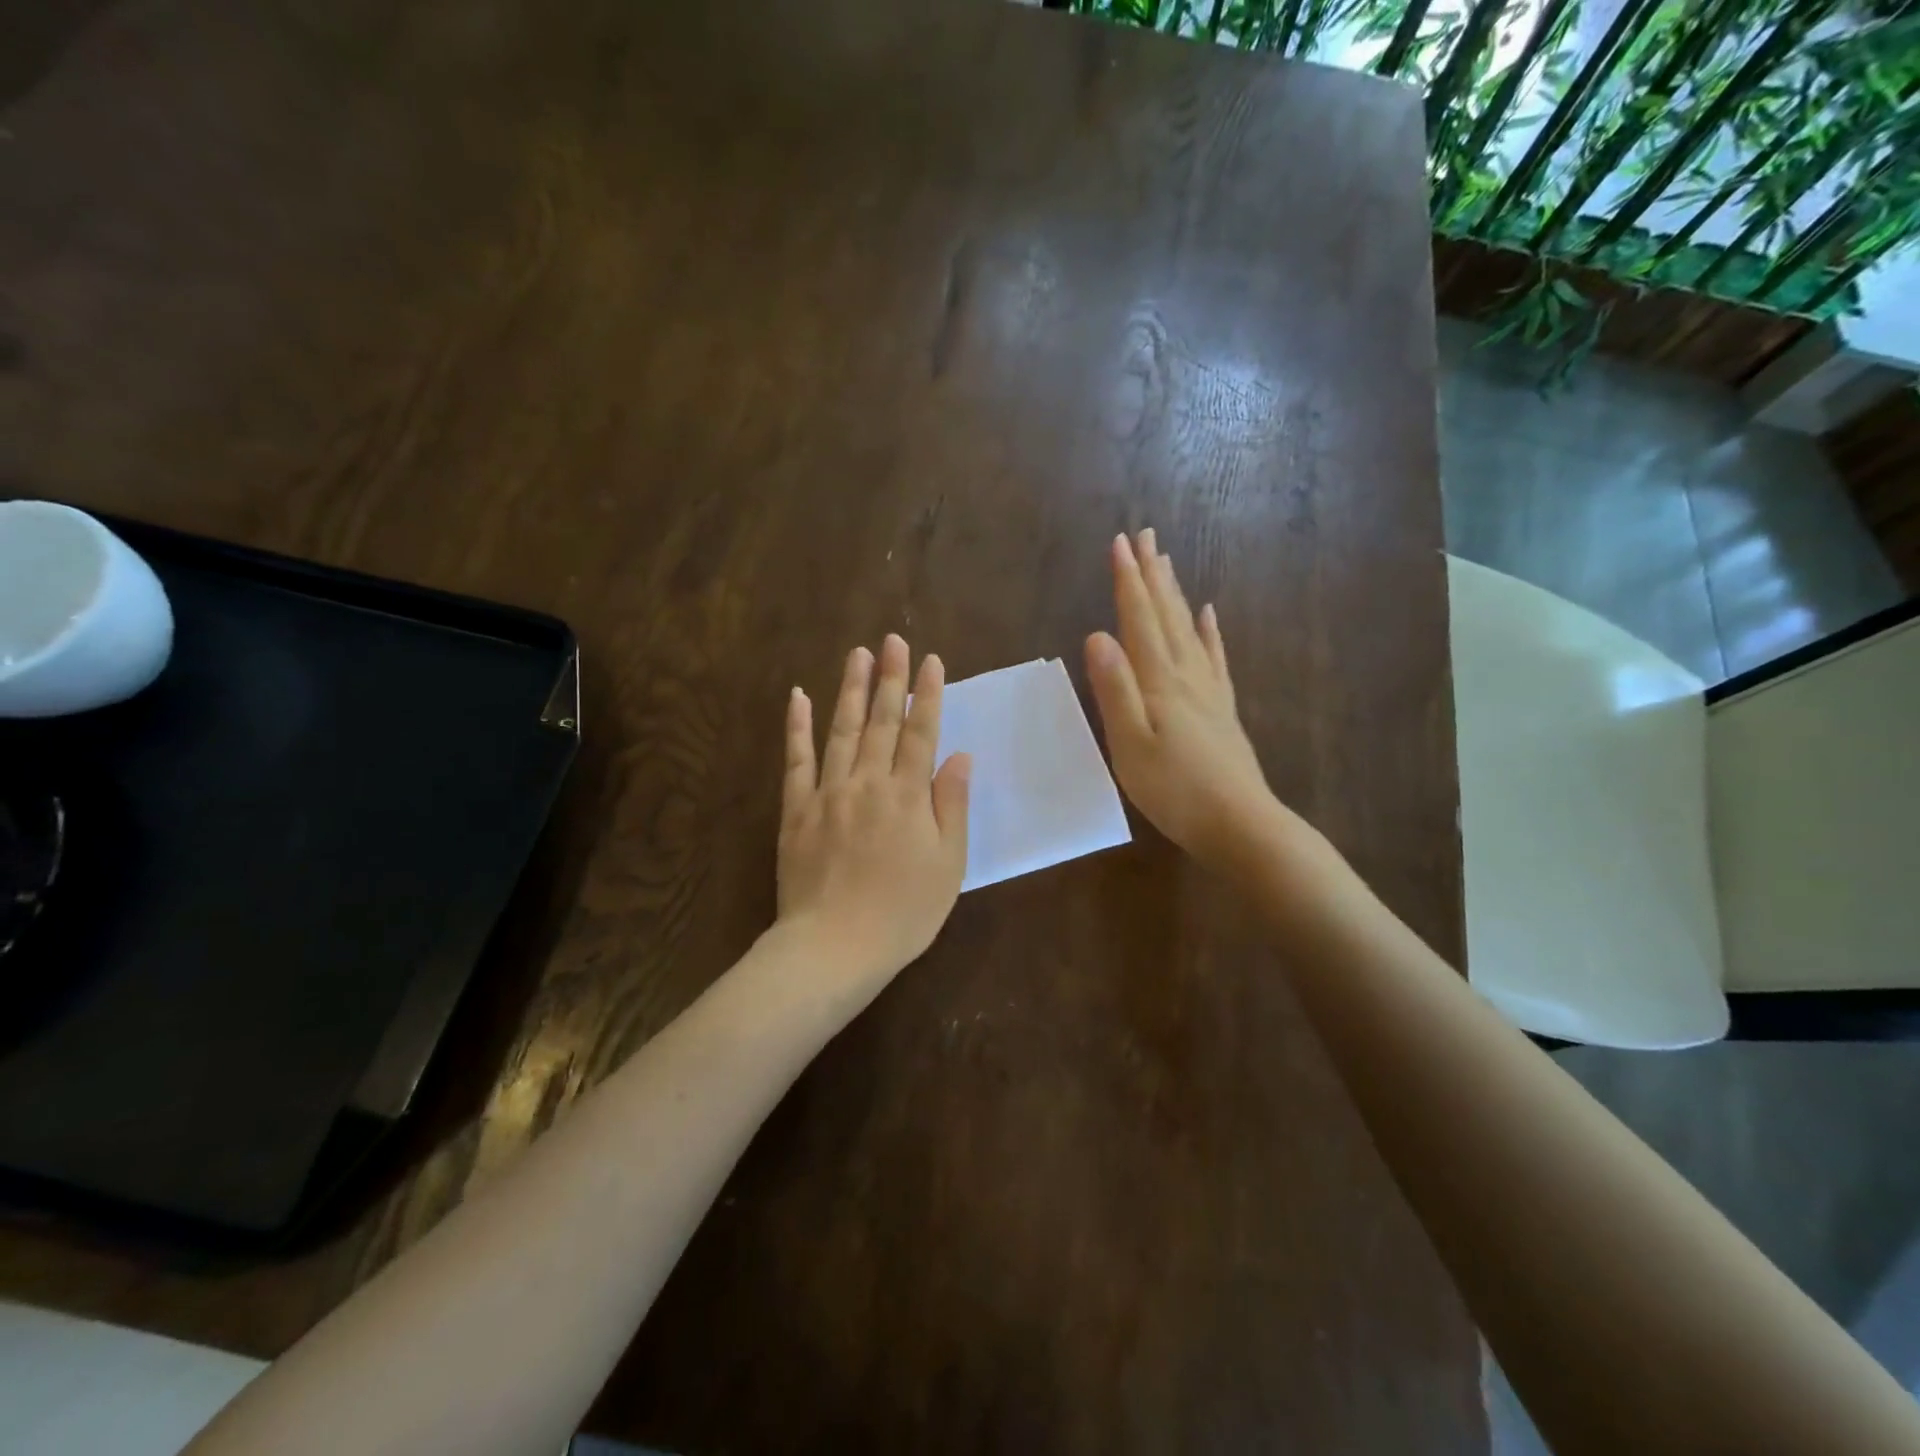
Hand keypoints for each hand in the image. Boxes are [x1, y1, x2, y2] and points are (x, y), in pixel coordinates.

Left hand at [777, 634, 970, 984]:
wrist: (834, 947)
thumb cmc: (903, 912)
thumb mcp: (947, 865)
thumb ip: (951, 805)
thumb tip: (958, 755)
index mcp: (907, 795)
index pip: (921, 732)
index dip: (927, 695)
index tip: (931, 661)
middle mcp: (868, 782)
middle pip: (882, 721)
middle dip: (890, 678)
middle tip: (893, 640)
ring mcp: (827, 793)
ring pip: (841, 730)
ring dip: (851, 689)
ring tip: (858, 654)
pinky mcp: (796, 810)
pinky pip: (796, 760)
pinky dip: (797, 727)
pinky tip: (799, 696)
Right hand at [1084, 529, 1279, 871]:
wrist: (1239, 823)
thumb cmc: (1175, 790)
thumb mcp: (1130, 744)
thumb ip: (1114, 690)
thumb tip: (1096, 635)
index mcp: (1159, 681)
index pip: (1139, 620)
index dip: (1127, 580)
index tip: (1119, 542)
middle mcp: (1185, 674)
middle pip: (1166, 614)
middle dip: (1151, 573)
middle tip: (1143, 535)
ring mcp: (1208, 689)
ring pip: (1189, 628)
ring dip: (1175, 593)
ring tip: (1167, 561)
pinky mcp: (1222, 707)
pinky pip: (1214, 657)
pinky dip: (1209, 631)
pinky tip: (1209, 614)